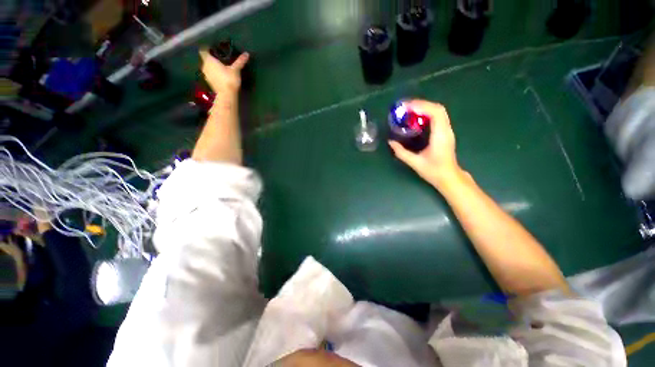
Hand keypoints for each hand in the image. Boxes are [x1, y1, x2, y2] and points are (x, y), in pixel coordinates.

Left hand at [199, 49, 248, 94]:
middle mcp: (204, 66)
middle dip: (210, 58)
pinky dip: (213, 73)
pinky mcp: (209, 82)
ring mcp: (206, 75)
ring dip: (211, 66)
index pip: (203, 50)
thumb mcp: (235, 69)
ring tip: (219, 67)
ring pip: (207, 67)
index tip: (213, 49)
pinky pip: (209, 74)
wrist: (226, 95)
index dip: (207, 49)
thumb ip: (240, 61)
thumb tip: (247, 54)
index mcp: (209, 60)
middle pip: (205, 59)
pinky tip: (219, 75)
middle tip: (219, 58)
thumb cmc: (229, 79)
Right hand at [389, 100, 463, 187]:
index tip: (407, 107)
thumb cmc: (434, 171)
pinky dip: (427, 113)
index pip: (435, 113)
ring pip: (439, 111)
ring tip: (409, 110)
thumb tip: (390, 142)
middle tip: (405, 107)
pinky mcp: (445, 133)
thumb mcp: (415, 162)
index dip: (422, 106)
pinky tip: (416, 118)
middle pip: (438, 108)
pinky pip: (438, 117)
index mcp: (440, 136)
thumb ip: (401, 152)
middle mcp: (446, 130)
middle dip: (421, 104)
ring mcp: (447, 130)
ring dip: (424, 108)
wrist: (449, 177)